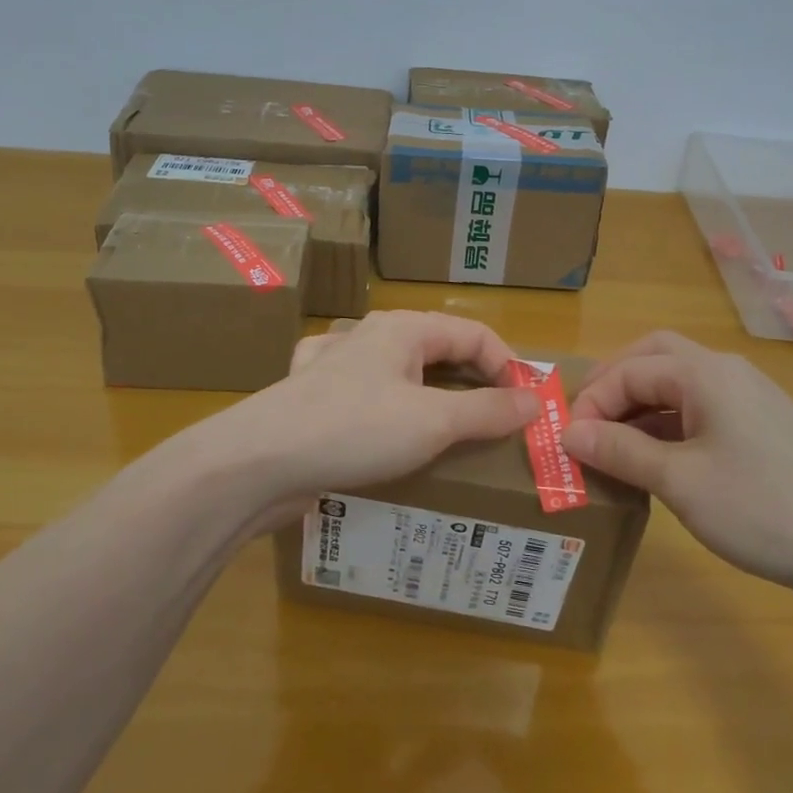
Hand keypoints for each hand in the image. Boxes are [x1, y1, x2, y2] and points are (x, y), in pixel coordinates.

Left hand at [184, 311, 539, 526]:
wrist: (257, 462)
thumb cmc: (355, 430)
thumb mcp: (433, 421)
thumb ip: (488, 410)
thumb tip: (535, 401)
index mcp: (403, 329)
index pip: (474, 334)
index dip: (507, 365)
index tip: (526, 408)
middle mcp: (370, 337)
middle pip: (438, 349)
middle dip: (472, 381)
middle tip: (496, 421)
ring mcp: (336, 366)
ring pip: (399, 370)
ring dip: (431, 394)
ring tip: (450, 426)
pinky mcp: (314, 398)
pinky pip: (364, 392)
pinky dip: (386, 406)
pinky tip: (382, 420)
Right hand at [562, 331, 792, 597]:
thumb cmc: (763, 508)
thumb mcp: (680, 482)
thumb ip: (620, 451)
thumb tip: (568, 433)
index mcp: (707, 373)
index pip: (630, 369)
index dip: (592, 400)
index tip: (567, 441)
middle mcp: (729, 374)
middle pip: (657, 358)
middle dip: (616, 385)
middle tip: (587, 422)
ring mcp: (751, 402)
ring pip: (681, 387)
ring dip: (642, 408)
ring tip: (613, 446)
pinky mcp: (764, 433)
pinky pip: (703, 413)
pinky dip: (670, 428)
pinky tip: (658, 463)